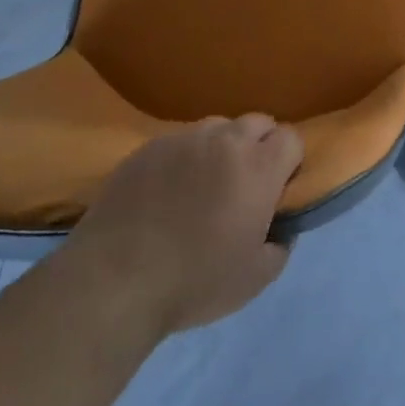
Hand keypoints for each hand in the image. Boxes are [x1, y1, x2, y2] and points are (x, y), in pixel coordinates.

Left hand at [63, 115, 302, 339]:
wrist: (113, 283)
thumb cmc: (193, 282)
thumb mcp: (255, 278)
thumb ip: (280, 245)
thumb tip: (279, 229)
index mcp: (259, 167)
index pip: (291, 137)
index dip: (289, 161)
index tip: (276, 189)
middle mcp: (226, 140)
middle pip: (257, 123)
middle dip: (258, 146)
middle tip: (243, 185)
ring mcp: (184, 139)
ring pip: (217, 128)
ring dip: (220, 148)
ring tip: (202, 185)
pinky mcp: (148, 147)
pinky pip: (178, 142)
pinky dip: (182, 159)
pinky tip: (165, 192)